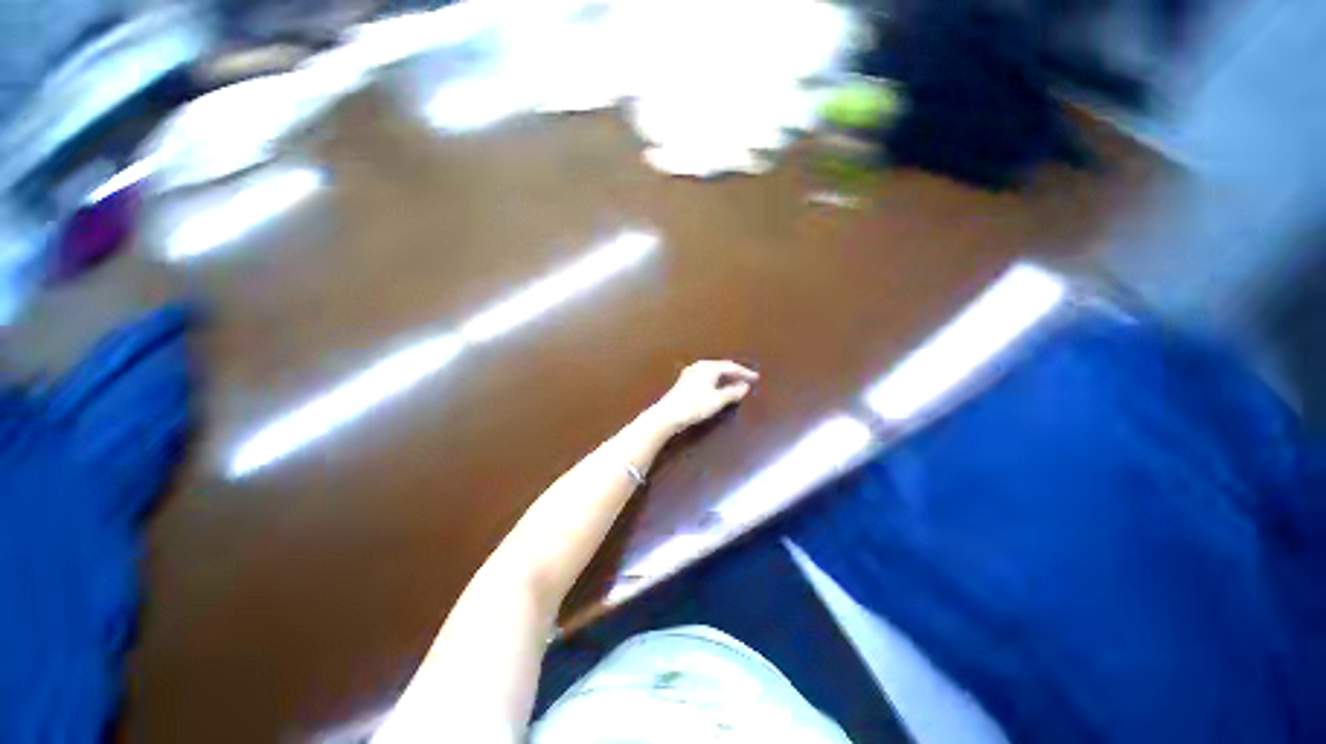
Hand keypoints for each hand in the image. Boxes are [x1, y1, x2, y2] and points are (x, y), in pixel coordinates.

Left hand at [649, 360, 758, 432]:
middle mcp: (700, 366)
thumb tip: (744, 387)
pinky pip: (706, 376)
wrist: (668, 414)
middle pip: (721, 367)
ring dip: (725, 377)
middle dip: (734, 373)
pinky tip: (717, 387)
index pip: (731, 367)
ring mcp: (691, 373)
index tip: (756, 377)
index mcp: (709, 367)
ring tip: (734, 383)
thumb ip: (733, 393)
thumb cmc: (695, 406)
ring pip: (713, 371)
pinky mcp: (685, 381)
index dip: (744, 373)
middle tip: (746, 379)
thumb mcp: (718, 400)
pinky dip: (715, 380)